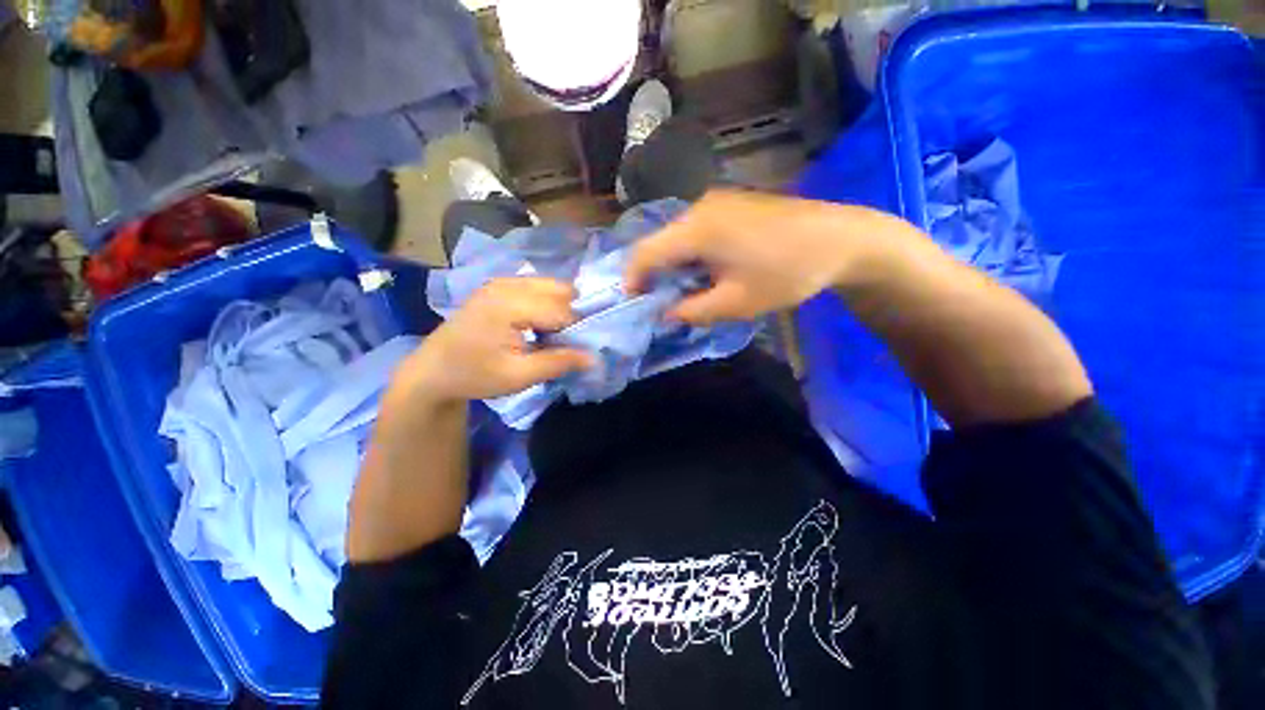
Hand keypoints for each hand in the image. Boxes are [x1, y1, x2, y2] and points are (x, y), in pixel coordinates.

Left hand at [398, 277, 593, 403]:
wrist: (434, 370)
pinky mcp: (499, 285)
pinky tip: (537, 324)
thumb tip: (594, 357)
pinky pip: (537, 286)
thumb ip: (558, 363)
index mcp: (509, 305)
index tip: (577, 351)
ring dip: (559, 308)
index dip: (576, 331)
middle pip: (561, 290)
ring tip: (550, 334)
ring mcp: (502, 281)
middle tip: (563, 342)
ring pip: (551, 286)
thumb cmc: (474, 375)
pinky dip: (546, 303)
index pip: (562, 311)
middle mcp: (507, 284)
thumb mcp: (518, 376)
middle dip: (570, 315)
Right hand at [626, 189, 883, 324]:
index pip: (645, 252)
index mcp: (696, 229)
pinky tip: (710, 270)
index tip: (634, 301)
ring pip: (679, 236)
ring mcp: (718, 201)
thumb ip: (692, 311)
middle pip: (661, 242)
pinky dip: (694, 253)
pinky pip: (698, 230)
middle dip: (656, 274)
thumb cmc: (786, 274)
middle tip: (664, 302)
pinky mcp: (733, 203)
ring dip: (677, 264)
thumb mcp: (735, 303)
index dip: (633, 278)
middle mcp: (700, 208)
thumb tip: (665, 313)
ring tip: (689, 290)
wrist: (841, 238)